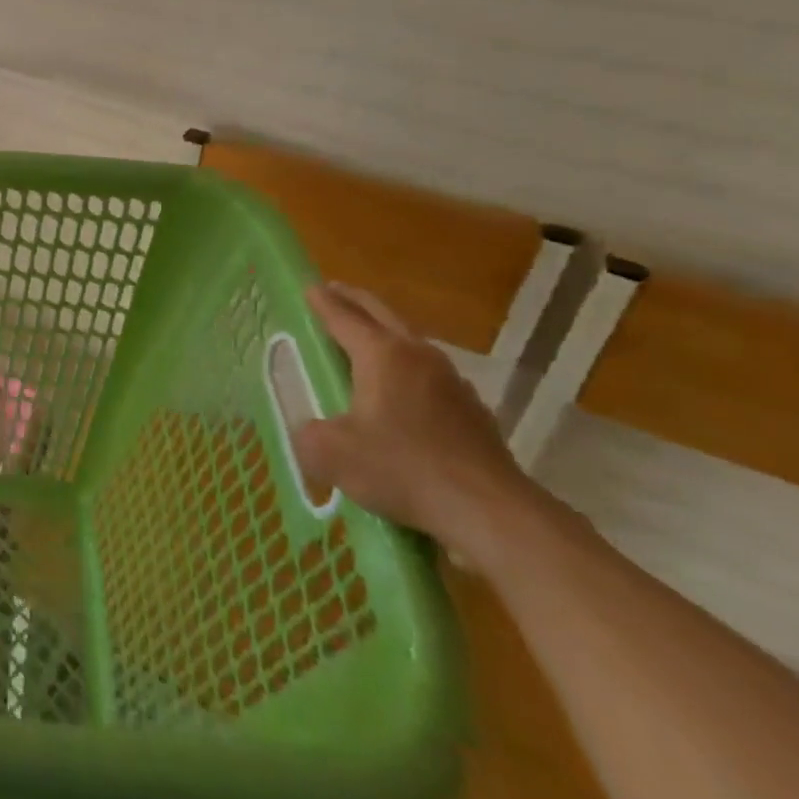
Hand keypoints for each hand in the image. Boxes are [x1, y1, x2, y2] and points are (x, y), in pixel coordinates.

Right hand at [295, 283, 535, 561]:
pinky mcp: (472, 412)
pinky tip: (403, 392)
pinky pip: (430, 376)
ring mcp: (452, 383)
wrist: (490, 512)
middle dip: (355, 301)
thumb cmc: (402, 469)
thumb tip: (311, 430)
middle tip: (334, 292)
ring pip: (411, 343)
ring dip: (385, 333)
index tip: (308, 286)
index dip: (322, 302)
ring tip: (366, 339)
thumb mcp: (330, 453)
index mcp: (382, 355)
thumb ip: (308, 434)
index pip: (344, 317)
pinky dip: (408, 369)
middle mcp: (419, 357)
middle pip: (383, 316)